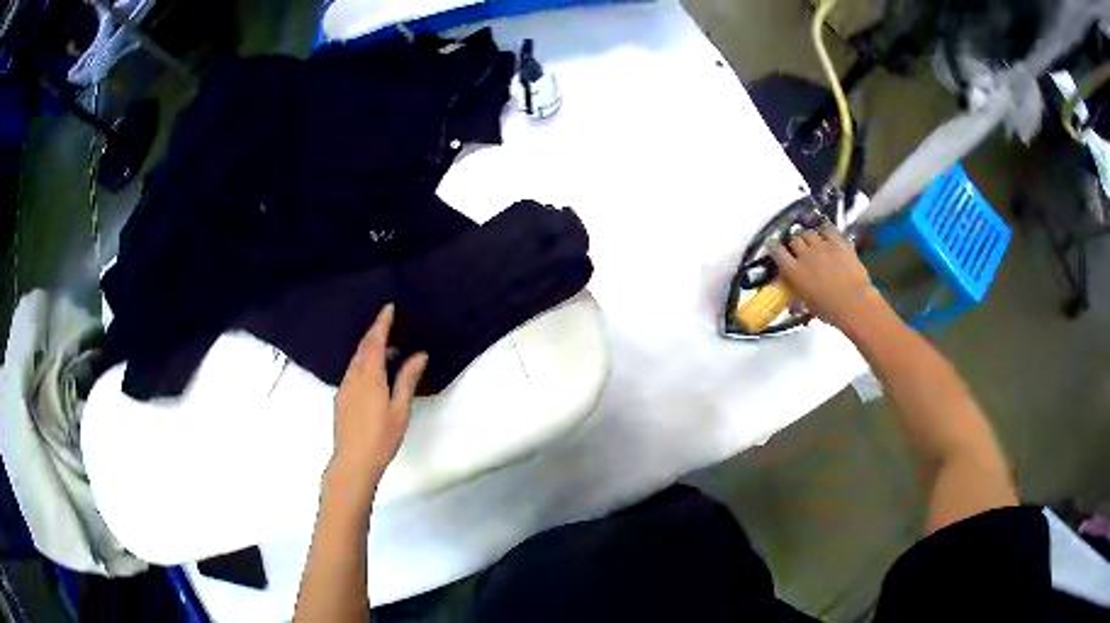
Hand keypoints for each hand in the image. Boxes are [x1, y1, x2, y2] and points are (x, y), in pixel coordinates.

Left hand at [328, 304, 427, 501]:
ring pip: (356, 360)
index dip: (382, 323)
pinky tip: (375, 375)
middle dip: (375, 333)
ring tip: (389, 352)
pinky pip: (353, 371)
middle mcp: (353, 376)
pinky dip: (364, 363)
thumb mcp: (400, 409)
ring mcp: (345, 387)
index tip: (388, 307)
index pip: (375, 341)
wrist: (353, 461)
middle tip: (390, 326)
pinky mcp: (341, 398)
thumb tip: (419, 355)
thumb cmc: (381, 437)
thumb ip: (407, 379)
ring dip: (370, 350)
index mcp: (369, 376)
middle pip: (363, 347)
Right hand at [769, 223, 887, 332]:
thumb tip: (794, 304)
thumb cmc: (830, 310)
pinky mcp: (838, 241)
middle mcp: (805, 254)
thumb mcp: (808, 307)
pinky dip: (825, 231)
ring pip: (809, 233)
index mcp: (793, 271)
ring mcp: (822, 246)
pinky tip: (827, 234)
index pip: (777, 251)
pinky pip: (827, 228)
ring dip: (809, 237)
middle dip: (795, 242)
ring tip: (813, 242)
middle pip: (794, 239)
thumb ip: (798, 299)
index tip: (775, 247)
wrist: (854, 303)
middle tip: (799, 249)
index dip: (775, 248)